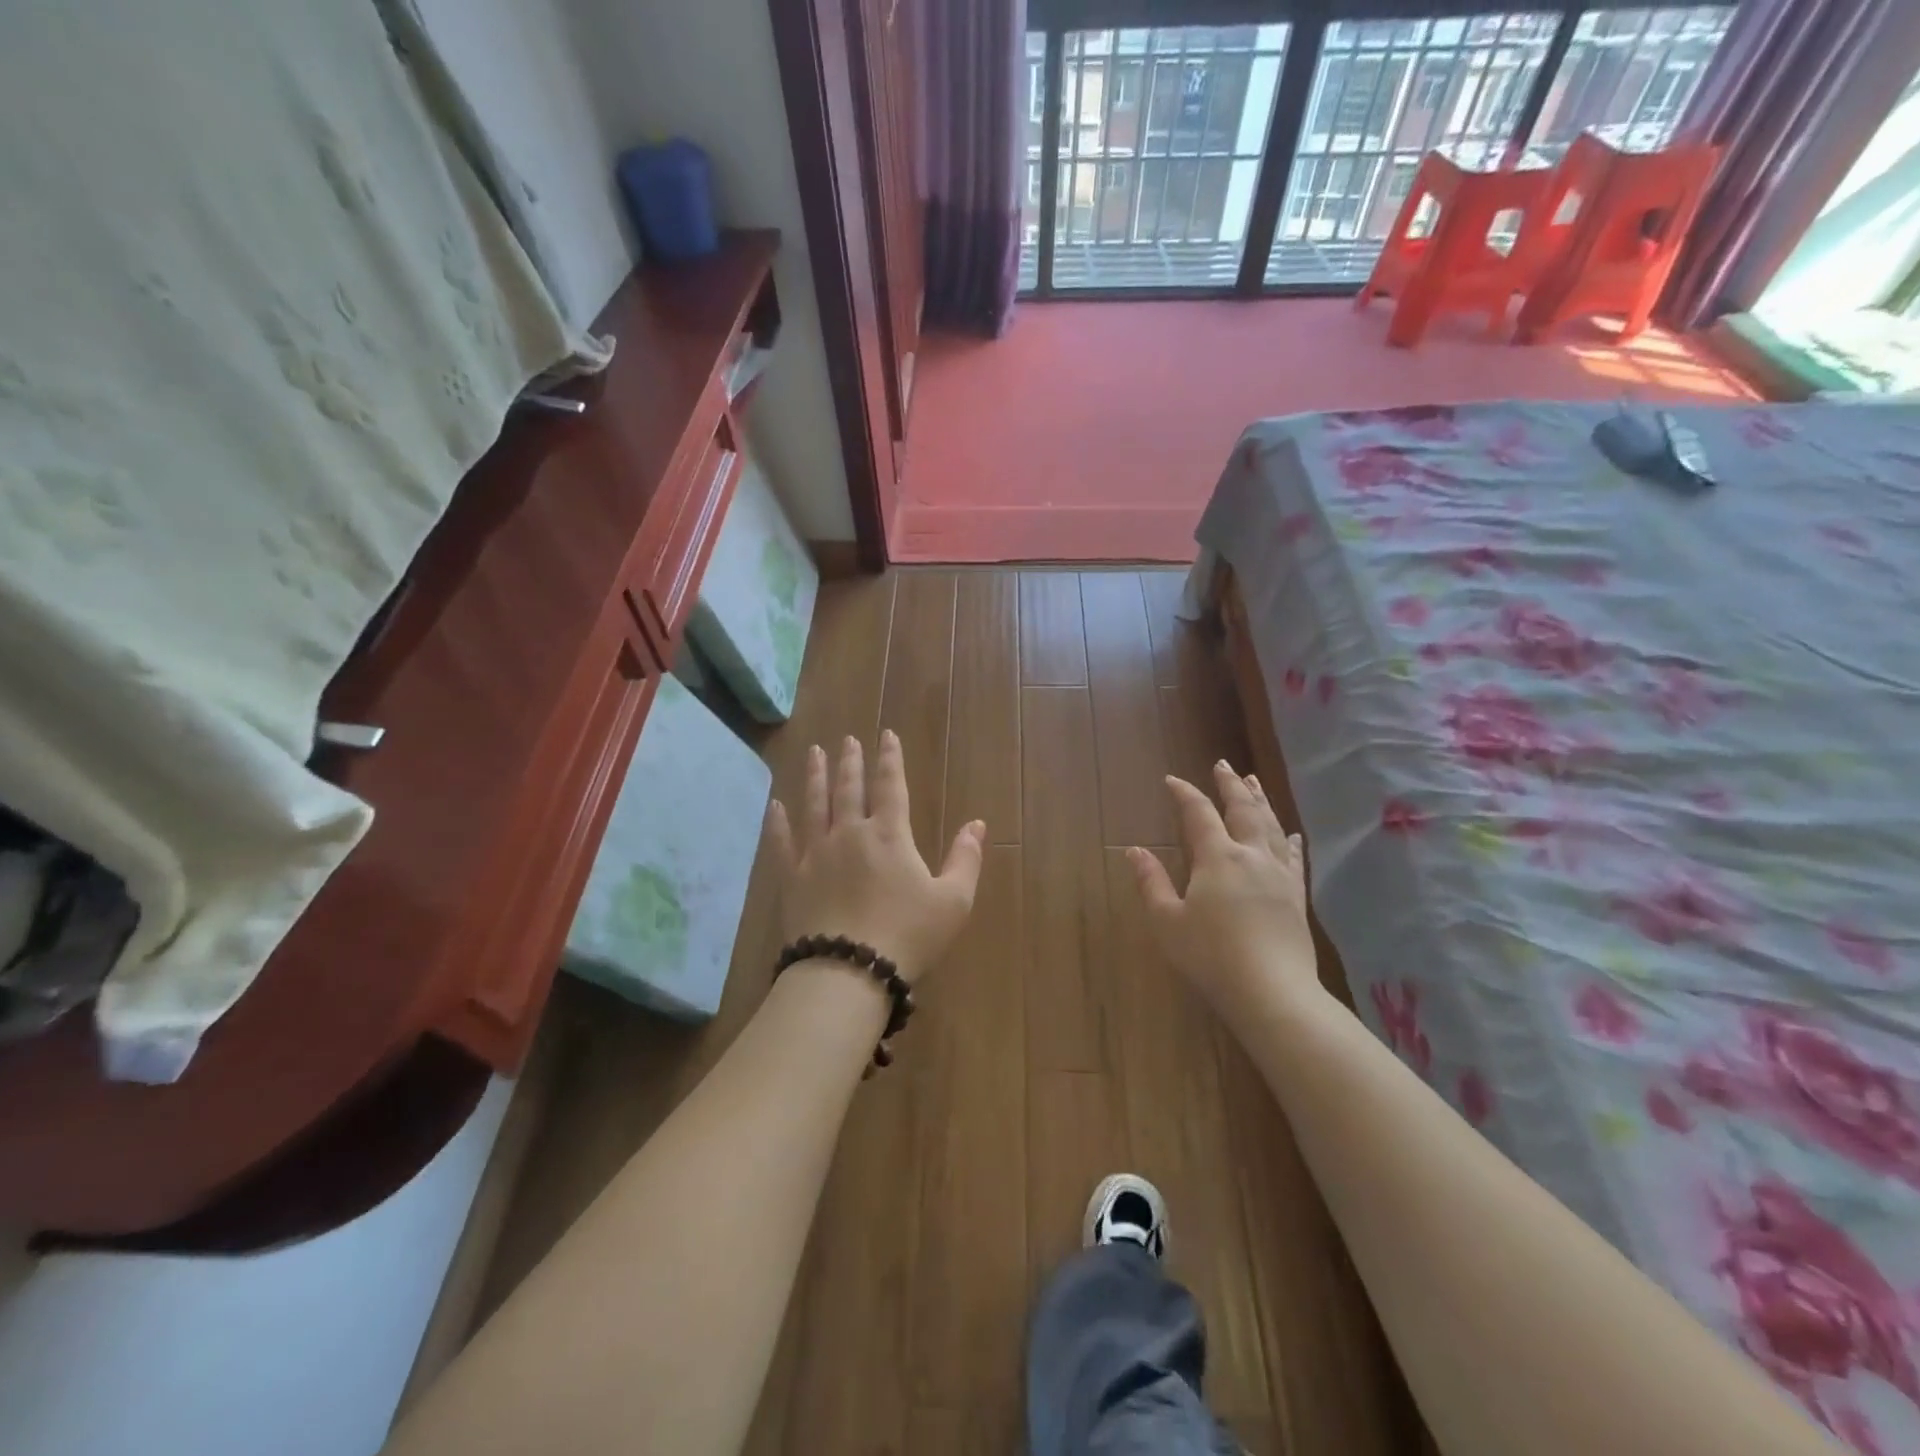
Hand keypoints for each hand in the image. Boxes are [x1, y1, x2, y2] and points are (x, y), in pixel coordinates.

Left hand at [765, 731, 984, 985]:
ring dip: (815, 777)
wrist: (848, 971)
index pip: (891, 785)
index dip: (890, 758)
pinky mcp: (791, 878)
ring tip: (815, 753)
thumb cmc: (907, 936)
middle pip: (848, 788)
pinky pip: (781, 842)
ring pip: (814, 805)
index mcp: (889, 834)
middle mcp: (849, 833)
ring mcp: (815, 854)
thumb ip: (966, 859)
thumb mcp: (953, 901)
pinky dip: (777, 821)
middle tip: (847, 740)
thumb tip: (977, 823)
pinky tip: (774, 805)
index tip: (886, 735)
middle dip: (850, 762)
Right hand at [1128, 762, 1321, 1017]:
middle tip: (1223, 764)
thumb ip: (1151, 883)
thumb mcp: (1167, 921)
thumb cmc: (1210, 956)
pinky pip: (1294, 858)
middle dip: (1231, 784)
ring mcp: (1279, 874)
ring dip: (1260, 801)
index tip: (1172, 780)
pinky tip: (1291, 834)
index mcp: (1217, 857)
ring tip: (1254, 782)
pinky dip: (1289, 839)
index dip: (1185, 793)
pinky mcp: (1296, 896)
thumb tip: (1135, 851)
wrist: (1272, 992)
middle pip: (1243, 809)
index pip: (1198, 814)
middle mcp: (1251, 856)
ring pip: (1271, 826)